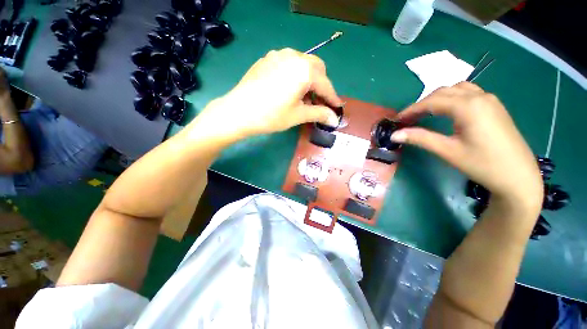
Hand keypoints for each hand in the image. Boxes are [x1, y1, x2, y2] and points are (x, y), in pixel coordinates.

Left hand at [194, 48, 342, 139]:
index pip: (326, 85)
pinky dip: (295, 74)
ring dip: (309, 78)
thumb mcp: (298, 116)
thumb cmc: (271, 116)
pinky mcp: (267, 59)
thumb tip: (335, 118)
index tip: (336, 108)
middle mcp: (294, 56)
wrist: (238, 111)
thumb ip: (319, 113)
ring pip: (303, 63)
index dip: (332, 98)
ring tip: (304, 96)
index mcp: (304, 71)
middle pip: (317, 68)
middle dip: (322, 85)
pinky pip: (289, 63)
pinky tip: (289, 88)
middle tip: (319, 102)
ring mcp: (279, 55)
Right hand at [392, 82, 542, 211]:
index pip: (432, 101)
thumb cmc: (482, 164)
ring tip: (425, 113)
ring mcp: (490, 100)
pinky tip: (448, 111)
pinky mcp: (494, 107)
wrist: (519, 177)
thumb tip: (395, 135)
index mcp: (468, 107)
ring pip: (457, 89)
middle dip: (422, 103)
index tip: (397, 120)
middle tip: (408, 119)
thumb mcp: (448, 151)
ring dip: (437, 99)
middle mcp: (480, 97)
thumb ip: (420, 138)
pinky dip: (452, 98)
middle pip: (443, 92)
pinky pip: (468, 94)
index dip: (411, 110)